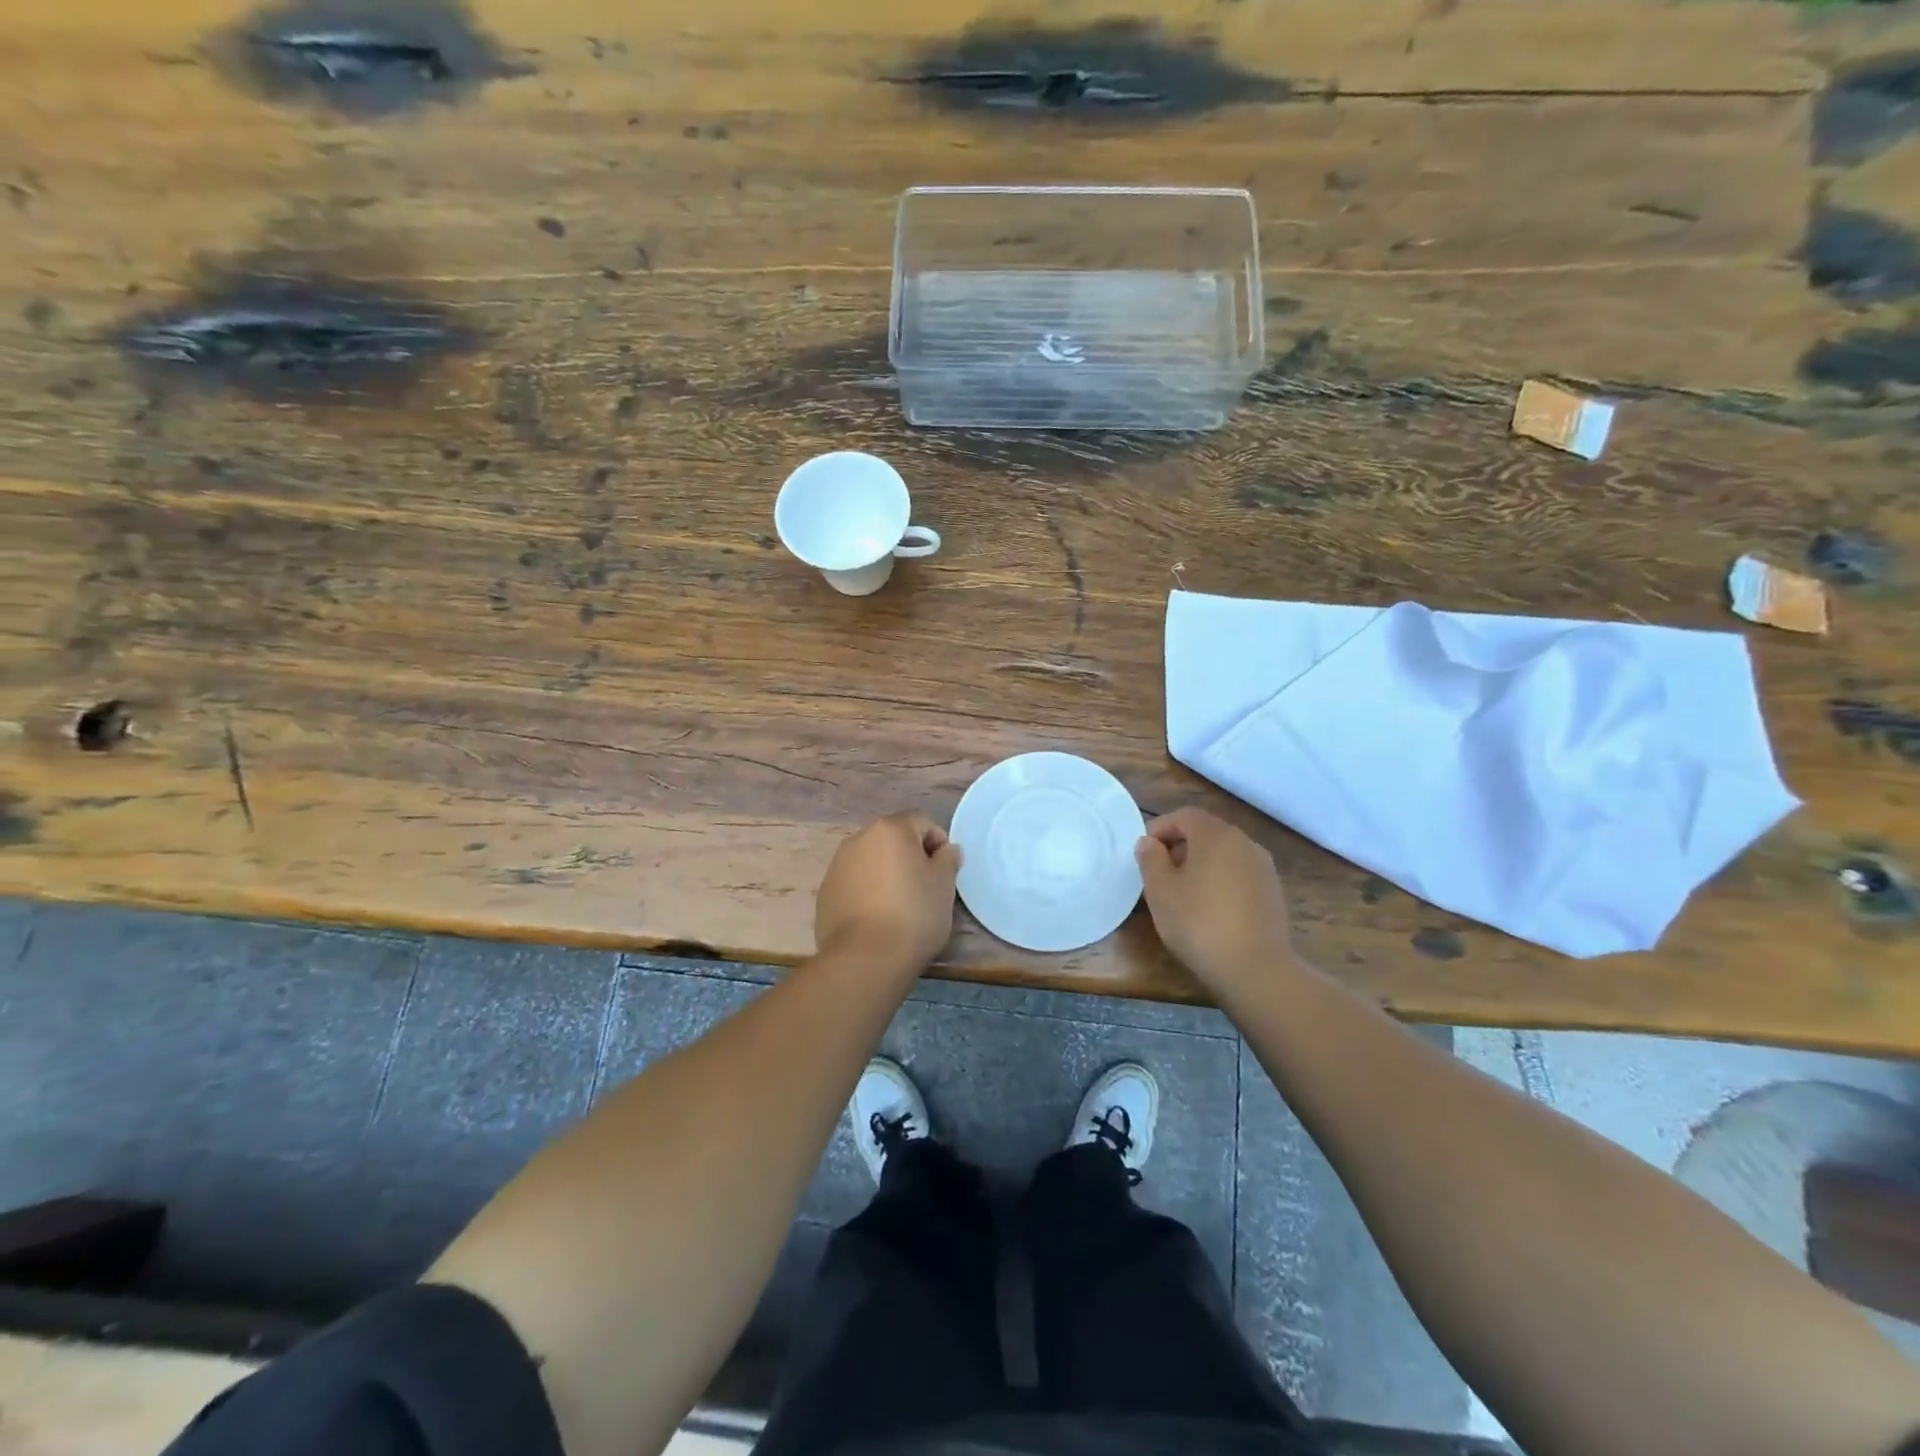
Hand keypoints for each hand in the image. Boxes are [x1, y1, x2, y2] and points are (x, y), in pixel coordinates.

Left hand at [815, 813, 961, 972]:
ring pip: (871, 861)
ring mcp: (837, 866)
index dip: (939, 842)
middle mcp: (859, 839)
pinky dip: (868, 892)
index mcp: (890, 829)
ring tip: (899, 906)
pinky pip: (854, 883)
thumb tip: (947, 850)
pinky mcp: (825, 893)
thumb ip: (948, 859)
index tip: (945, 871)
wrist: (866, 958)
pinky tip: (877, 918)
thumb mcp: (944, 885)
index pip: (922, 821)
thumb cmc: (914, 914)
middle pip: (893, 839)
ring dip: (887, 873)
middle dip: (910, 856)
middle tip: (925, 887)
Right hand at [1136, 808, 1293, 996]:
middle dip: (1179, 846)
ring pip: (1224, 855)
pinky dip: (1219, 881)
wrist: (1255, 968)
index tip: (1144, 851)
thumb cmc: (1199, 922)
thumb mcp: (1161, 890)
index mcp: (1216, 835)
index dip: (1161, 828)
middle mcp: (1244, 843)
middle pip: (1206, 833)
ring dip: (1200, 865)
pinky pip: (1239, 875)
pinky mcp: (1273, 893)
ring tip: (1181, 893)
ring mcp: (1263, 868)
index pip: (1185, 816)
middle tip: (1158, 872)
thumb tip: (1149, 842)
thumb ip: (1150, 859)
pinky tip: (1208, 909)